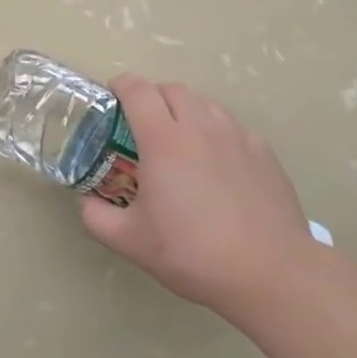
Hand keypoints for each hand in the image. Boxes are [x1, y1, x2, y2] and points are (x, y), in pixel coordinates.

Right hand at [80, 75, 318, 315]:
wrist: (268, 272)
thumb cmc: (191, 252)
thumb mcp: (128, 240)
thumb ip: (96, 215)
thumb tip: (87, 201)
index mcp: (163, 140)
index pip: (138, 90)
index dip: (121, 85)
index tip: (112, 95)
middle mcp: (200, 127)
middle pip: (173, 90)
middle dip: (152, 96)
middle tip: (142, 123)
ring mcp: (238, 137)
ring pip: (206, 105)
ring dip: (185, 111)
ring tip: (180, 141)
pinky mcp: (264, 153)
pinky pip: (233, 128)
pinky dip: (216, 133)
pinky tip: (216, 165)